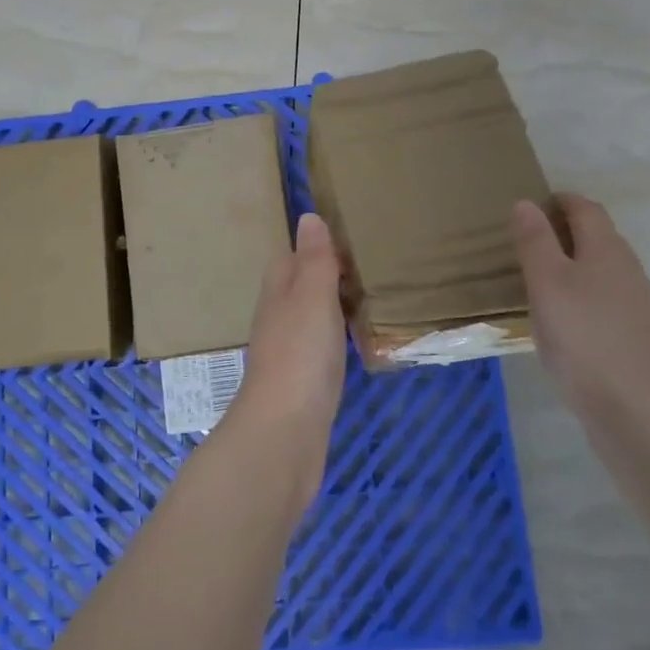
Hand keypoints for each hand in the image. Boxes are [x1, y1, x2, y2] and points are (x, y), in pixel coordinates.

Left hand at [226, 212, 347, 503]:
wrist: (286, 433)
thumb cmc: (300, 355)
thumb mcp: (311, 297)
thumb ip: (314, 260)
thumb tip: (308, 217)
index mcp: (278, 292)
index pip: (290, 257)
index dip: (314, 246)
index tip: (348, 235)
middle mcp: (278, 318)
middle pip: (300, 286)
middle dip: (326, 273)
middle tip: (368, 263)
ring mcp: (289, 352)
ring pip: (311, 316)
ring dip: (333, 305)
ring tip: (371, 295)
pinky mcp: (304, 382)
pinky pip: (322, 347)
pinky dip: (339, 336)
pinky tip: (359, 340)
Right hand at [511, 195, 649, 418]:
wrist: (640, 413)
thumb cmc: (584, 339)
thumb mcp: (547, 284)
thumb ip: (535, 243)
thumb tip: (526, 203)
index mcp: (606, 250)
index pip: (586, 209)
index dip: (560, 201)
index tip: (532, 206)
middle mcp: (629, 271)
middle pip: (599, 239)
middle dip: (567, 233)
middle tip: (528, 244)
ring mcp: (640, 308)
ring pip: (605, 274)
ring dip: (576, 268)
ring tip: (542, 284)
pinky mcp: (641, 341)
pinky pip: (608, 305)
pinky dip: (585, 300)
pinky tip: (567, 326)